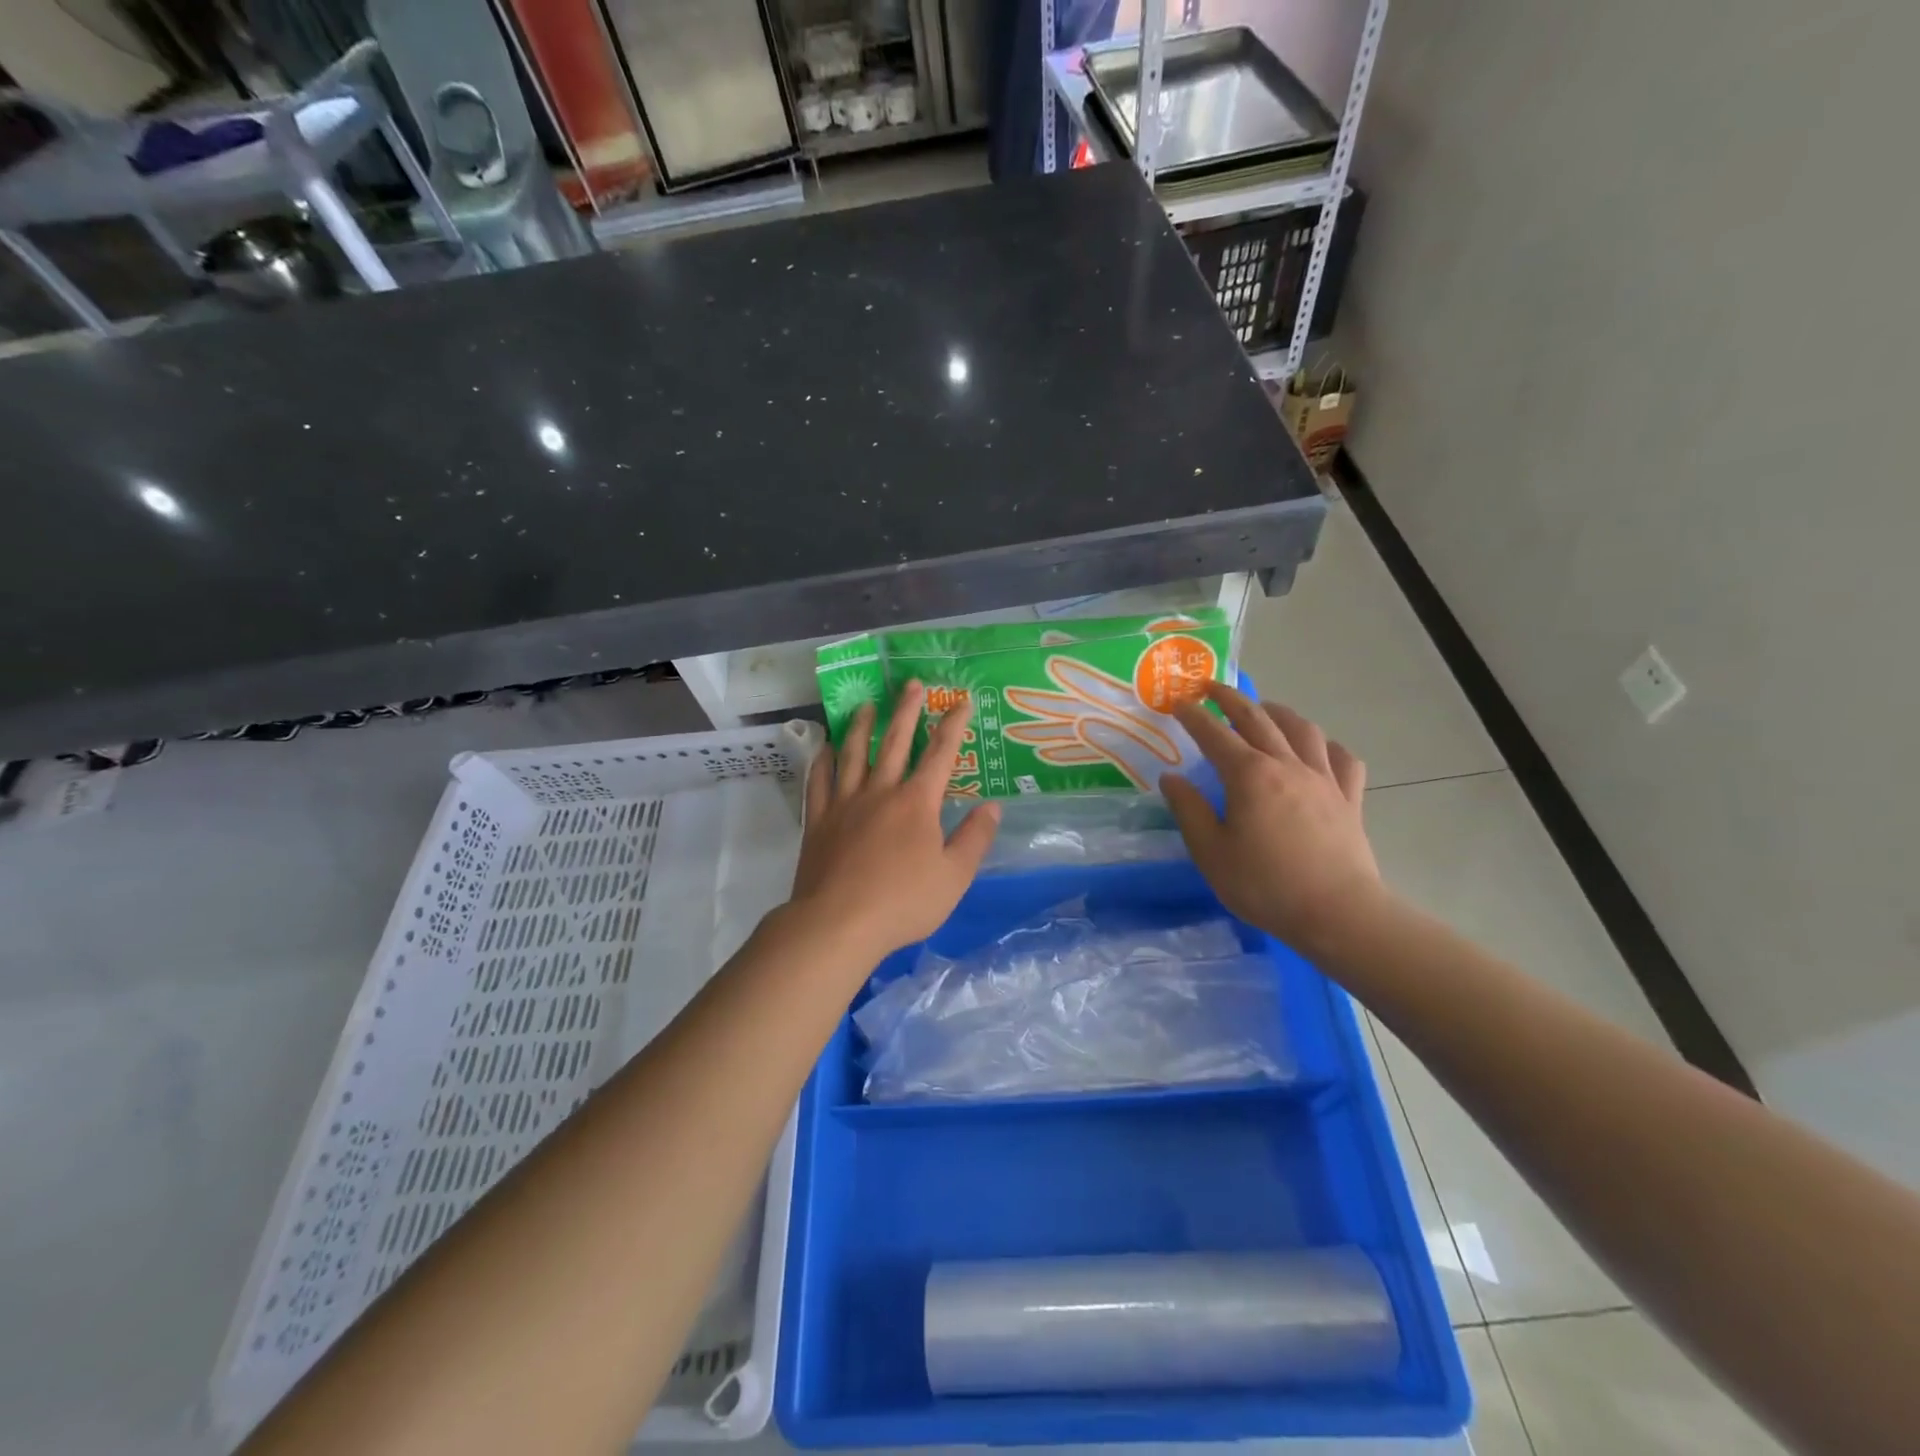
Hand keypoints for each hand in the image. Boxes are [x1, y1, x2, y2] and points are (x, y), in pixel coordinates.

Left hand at [790, 682, 1001, 962]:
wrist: (838, 923)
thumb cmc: (903, 903)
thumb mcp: (954, 877)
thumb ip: (974, 839)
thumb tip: (993, 807)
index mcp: (917, 803)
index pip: (941, 754)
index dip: (953, 725)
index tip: (961, 701)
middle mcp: (881, 791)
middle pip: (895, 742)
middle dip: (907, 711)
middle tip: (911, 684)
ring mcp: (845, 802)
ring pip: (854, 753)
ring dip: (862, 726)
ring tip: (867, 704)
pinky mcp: (819, 820)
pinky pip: (820, 780)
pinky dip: (823, 760)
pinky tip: (824, 747)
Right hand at [1159, 682, 1387, 951]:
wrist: (1337, 913)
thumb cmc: (1265, 885)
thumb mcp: (1211, 852)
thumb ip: (1189, 809)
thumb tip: (1171, 777)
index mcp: (1249, 775)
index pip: (1214, 734)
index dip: (1194, 716)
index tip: (1178, 702)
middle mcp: (1287, 765)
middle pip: (1258, 718)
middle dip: (1231, 699)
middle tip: (1211, 688)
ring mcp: (1323, 779)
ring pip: (1302, 729)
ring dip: (1278, 712)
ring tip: (1264, 709)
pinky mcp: (1349, 798)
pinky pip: (1341, 758)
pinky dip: (1326, 746)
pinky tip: (1318, 749)